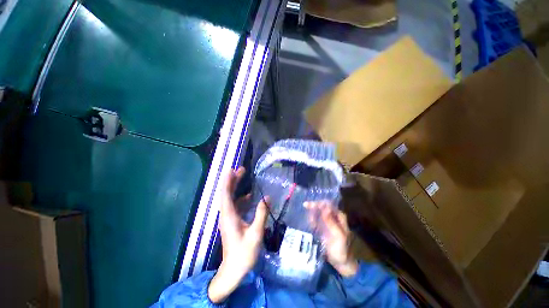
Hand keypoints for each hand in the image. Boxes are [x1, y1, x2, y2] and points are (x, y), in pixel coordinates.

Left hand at [208, 167, 268, 302]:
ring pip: (230, 198)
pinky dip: (240, 197)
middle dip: (232, 180)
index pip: (226, 194)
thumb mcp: (255, 234)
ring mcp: (228, 218)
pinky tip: (249, 196)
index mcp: (229, 216)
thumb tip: (267, 197)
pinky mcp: (232, 221)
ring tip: (243, 177)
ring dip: (236, 187)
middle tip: (240, 169)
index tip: (231, 169)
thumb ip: (261, 214)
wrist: (233, 270)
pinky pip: (235, 205)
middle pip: (227, 193)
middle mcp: (226, 214)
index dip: (227, 180)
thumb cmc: (243, 253)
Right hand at [305, 201, 358, 277]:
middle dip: (314, 206)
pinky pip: (316, 219)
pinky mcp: (323, 227)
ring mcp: (328, 222)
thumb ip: (331, 222)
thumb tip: (325, 207)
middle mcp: (333, 217)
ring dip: (312, 213)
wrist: (341, 263)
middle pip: (322, 207)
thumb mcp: (338, 236)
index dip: (320, 203)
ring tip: (311, 222)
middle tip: (305, 205)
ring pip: (318, 212)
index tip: (311, 205)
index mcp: (339, 217)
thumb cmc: (341, 250)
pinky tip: (311, 225)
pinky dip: (312, 220)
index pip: (329, 205)